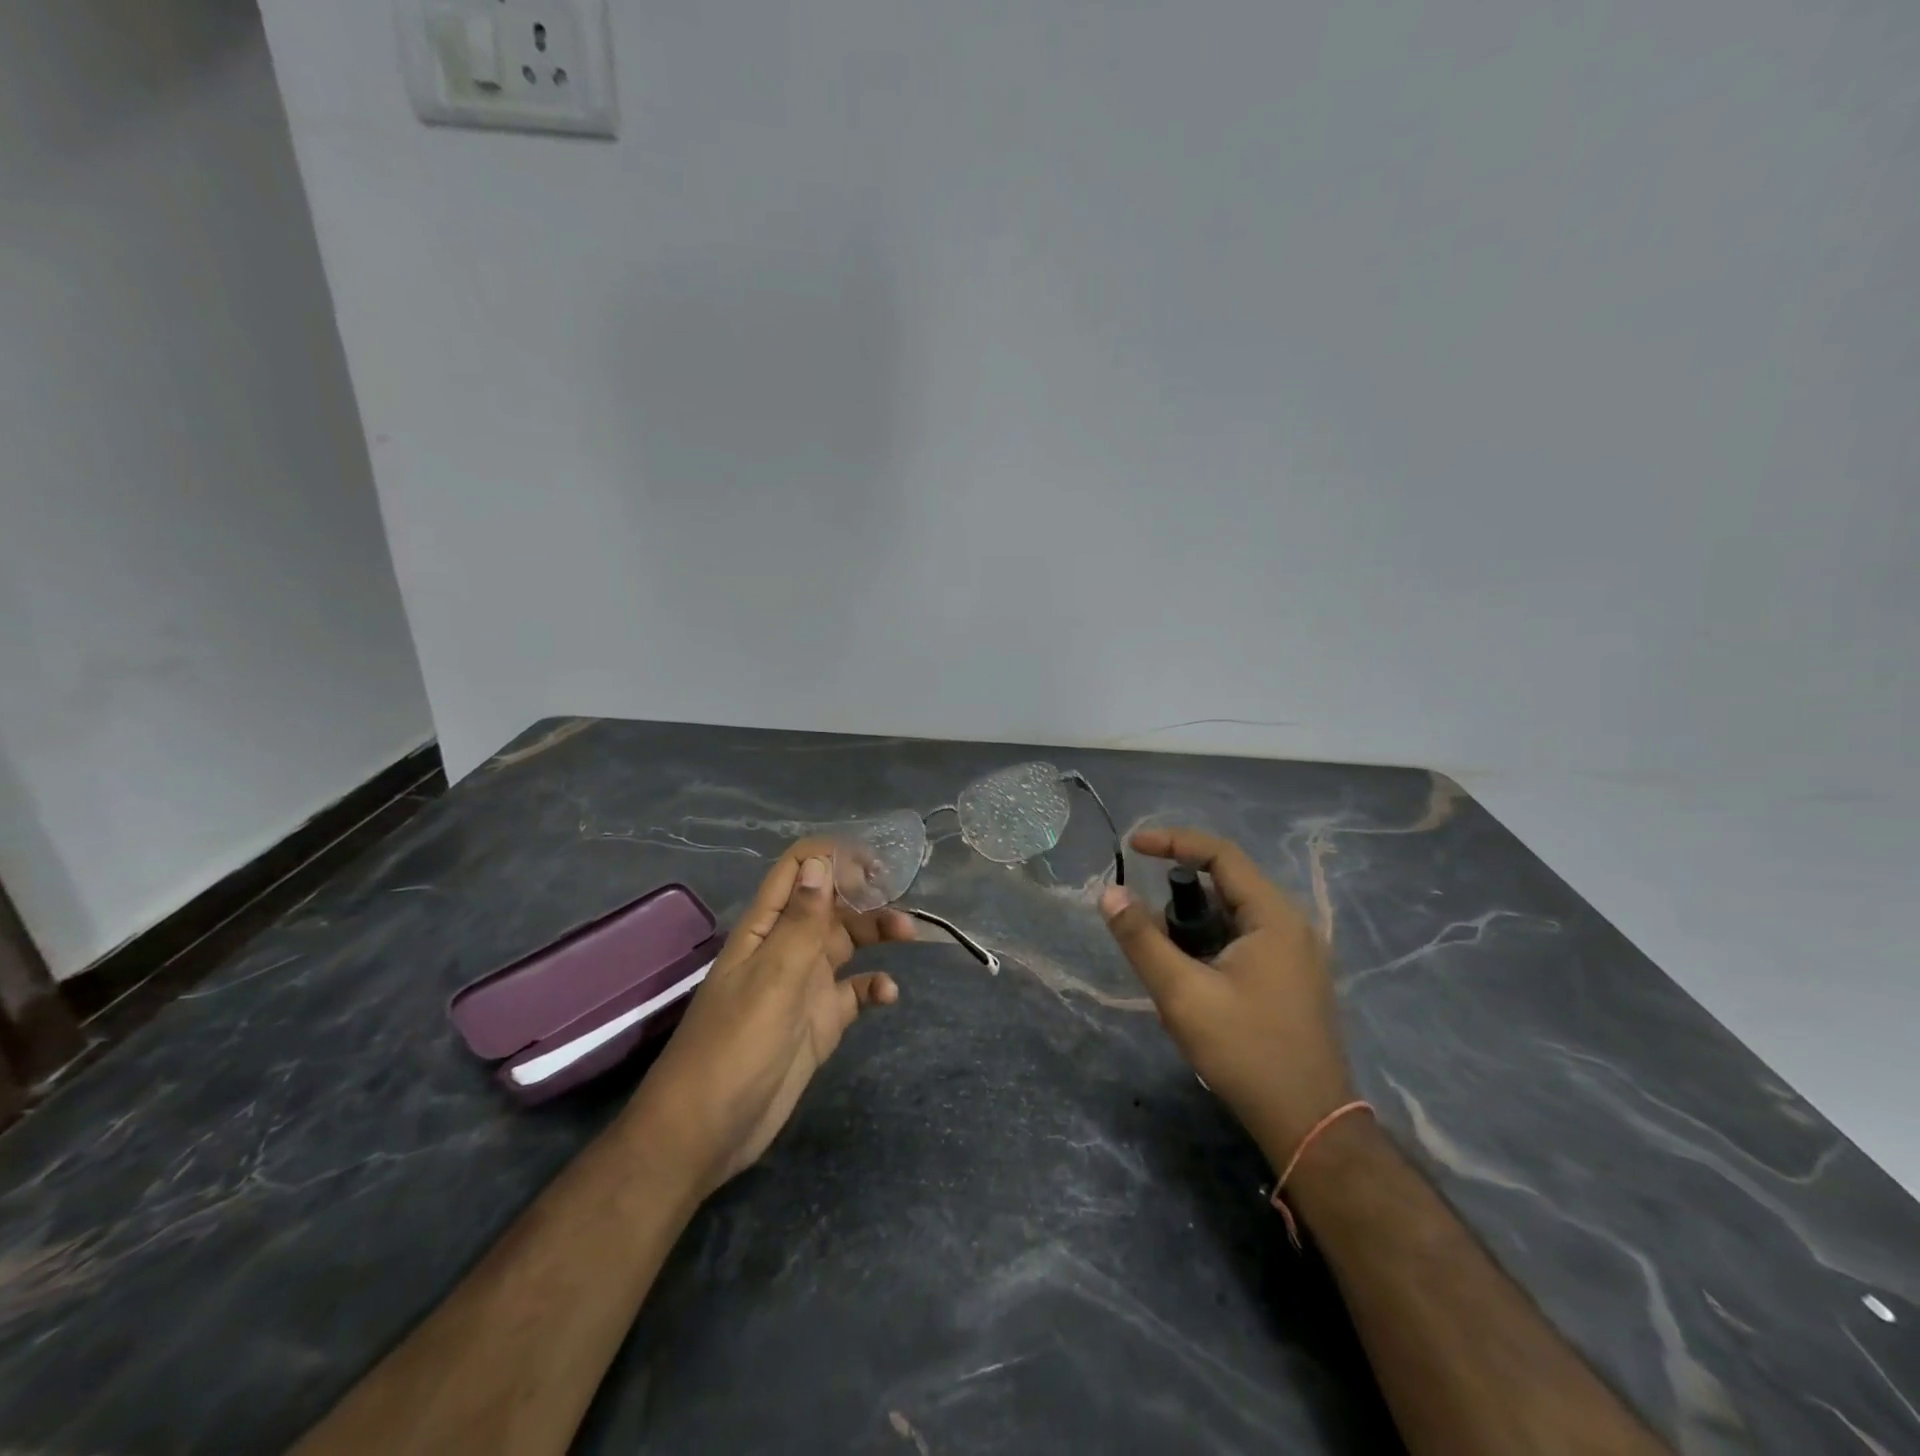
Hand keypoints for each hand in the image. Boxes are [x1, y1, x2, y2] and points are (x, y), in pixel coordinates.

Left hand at [627, 840, 915, 1201]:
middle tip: (902, 896)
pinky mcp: (820, 1021)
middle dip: (865, 894)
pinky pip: (854, 991)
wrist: (708, 1130)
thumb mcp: (772, 977)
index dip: (832, 857)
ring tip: (909, 934)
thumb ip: (800, 921)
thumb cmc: (735, 1044)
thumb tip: (820, 863)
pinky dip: (874, 986)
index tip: (874, 863)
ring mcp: (804, 985)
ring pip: (846, 942)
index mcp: (766, 928)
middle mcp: (786, 948)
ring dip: (877, 933)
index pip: (797, 871)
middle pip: (830, 904)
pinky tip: (889, 994)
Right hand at [1100, 828, 1354, 1162]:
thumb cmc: (1245, 1051)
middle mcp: (1291, 925)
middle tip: (1144, 919)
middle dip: (1179, 894)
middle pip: (1227, 884)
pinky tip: (1191, 978)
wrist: (1309, 1124)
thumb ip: (1141, 938)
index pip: (1220, 855)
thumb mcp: (1182, 993)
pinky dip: (1211, 944)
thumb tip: (1109, 892)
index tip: (1132, 847)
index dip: (1173, 842)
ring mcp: (1298, 955)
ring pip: (1234, 916)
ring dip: (1194, 924)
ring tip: (1164, 957)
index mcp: (1273, 916)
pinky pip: (1245, 940)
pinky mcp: (1294, 980)